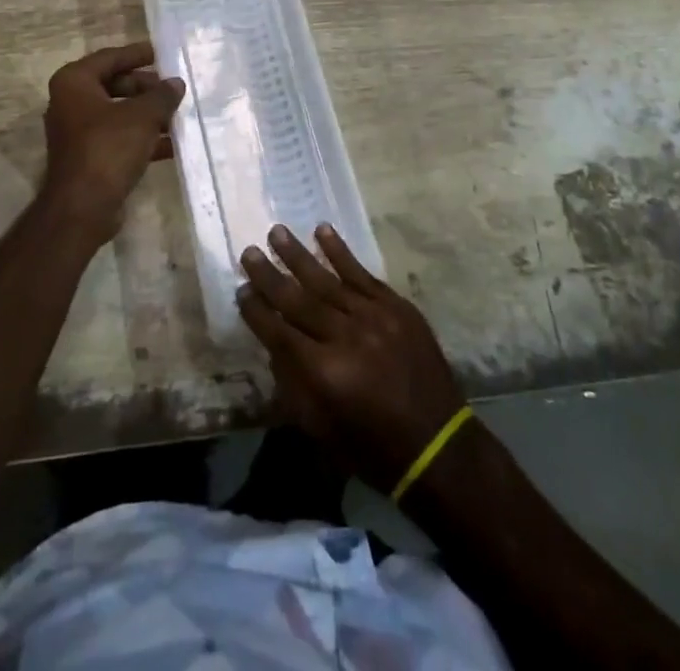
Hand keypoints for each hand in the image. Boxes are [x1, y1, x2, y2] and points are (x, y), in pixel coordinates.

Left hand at [40, 43, 184, 244]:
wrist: (83, 207)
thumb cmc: (108, 148)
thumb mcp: (142, 116)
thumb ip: (161, 96)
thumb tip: (176, 83)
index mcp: (74, 82)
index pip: (110, 57)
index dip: (138, 54)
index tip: (162, 53)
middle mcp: (71, 102)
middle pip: (115, 84)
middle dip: (147, 87)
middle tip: (175, 88)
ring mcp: (79, 131)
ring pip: (120, 113)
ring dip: (148, 114)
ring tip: (180, 113)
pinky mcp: (90, 156)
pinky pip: (120, 137)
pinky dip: (143, 137)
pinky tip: (173, 143)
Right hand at [238, 223, 466, 492]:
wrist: (439, 447)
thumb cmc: (373, 447)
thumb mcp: (321, 429)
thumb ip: (293, 384)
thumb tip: (275, 345)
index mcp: (325, 373)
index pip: (279, 332)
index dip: (257, 312)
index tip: (240, 290)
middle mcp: (346, 337)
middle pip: (299, 300)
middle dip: (270, 275)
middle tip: (249, 251)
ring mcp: (374, 317)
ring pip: (328, 279)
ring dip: (299, 255)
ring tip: (277, 232)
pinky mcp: (397, 307)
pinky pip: (362, 274)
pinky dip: (341, 252)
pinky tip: (322, 231)